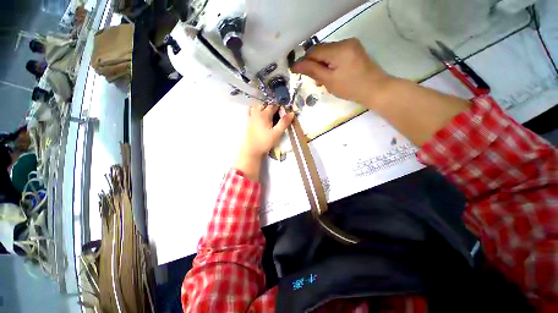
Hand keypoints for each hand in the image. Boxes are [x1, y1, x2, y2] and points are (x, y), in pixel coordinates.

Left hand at [235, 103, 294, 179]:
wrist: (252, 150)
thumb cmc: (265, 142)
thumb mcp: (276, 133)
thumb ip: (284, 123)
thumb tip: (292, 113)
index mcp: (264, 115)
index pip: (273, 106)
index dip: (280, 107)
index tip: (284, 111)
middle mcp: (257, 113)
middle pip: (264, 104)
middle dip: (271, 106)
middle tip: (278, 113)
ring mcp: (251, 117)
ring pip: (256, 106)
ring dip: (263, 106)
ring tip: (268, 112)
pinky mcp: (248, 122)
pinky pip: (250, 111)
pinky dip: (254, 109)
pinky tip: (258, 114)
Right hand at [292, 38, 392, 108]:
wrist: (376, 90)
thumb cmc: (351, 88)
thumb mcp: (329, 80)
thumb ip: (312, 70)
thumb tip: (295, 64)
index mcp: (339, 49)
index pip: (314, 51)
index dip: (304, 61)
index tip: (296, 72)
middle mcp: (345, 42)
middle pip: (321, 51)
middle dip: (314, 64)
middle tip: (313, 80)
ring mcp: (351, 45)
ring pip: (328, 53)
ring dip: (322, 65)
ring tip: (321, 80)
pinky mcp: (354, 51)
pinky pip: (336, 55)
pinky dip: (330, 64)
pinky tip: (330, 75)